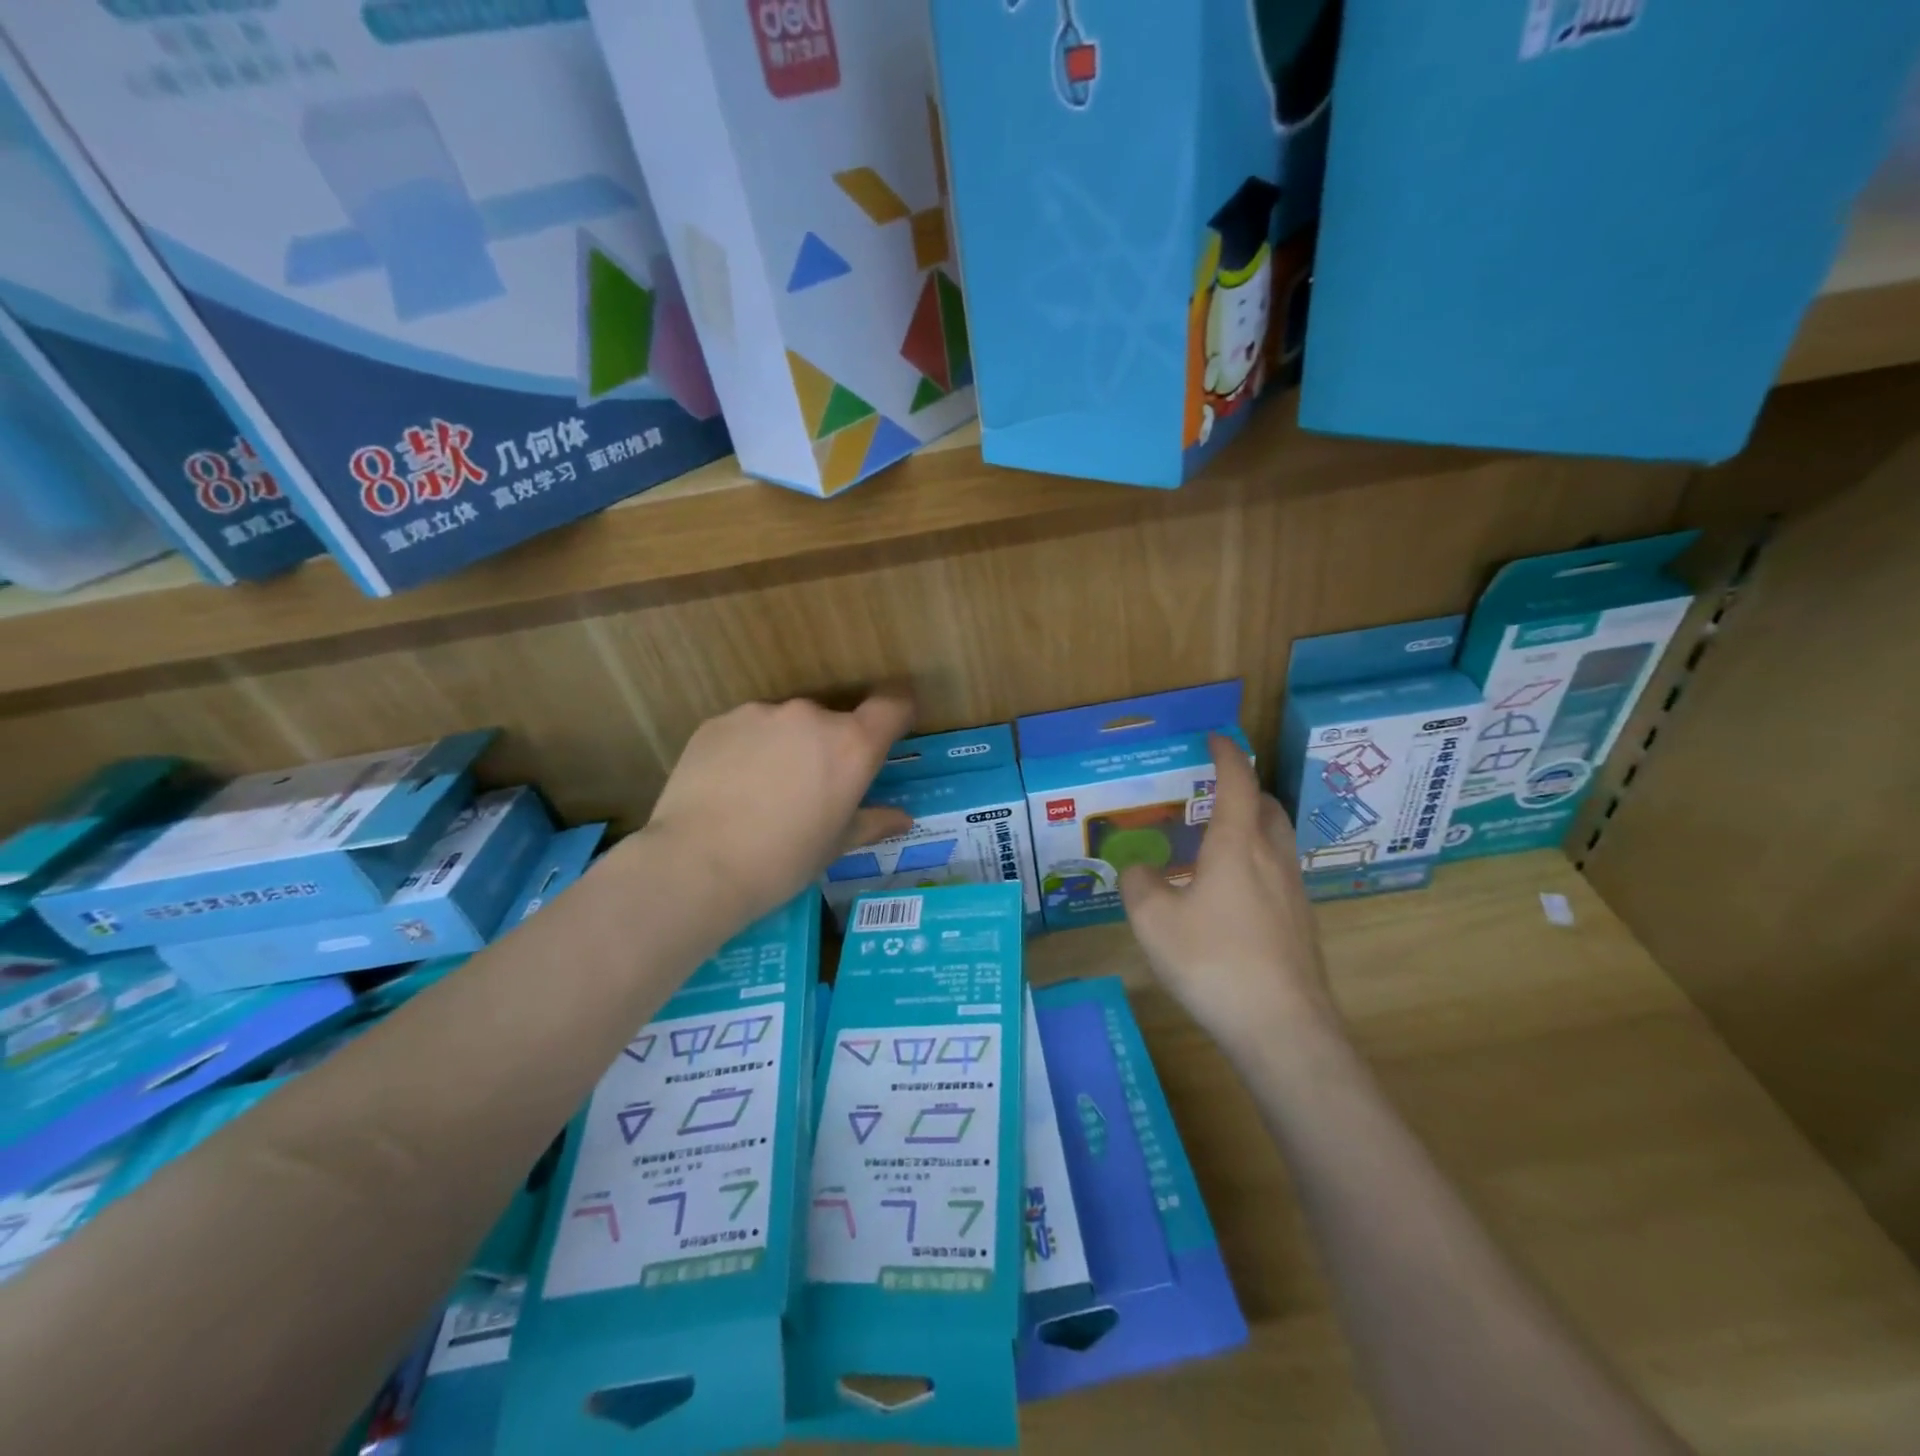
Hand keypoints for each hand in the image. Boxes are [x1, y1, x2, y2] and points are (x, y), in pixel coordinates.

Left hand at [645, 690, 915, 925]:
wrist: (696, 864)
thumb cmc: (782, 861)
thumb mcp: (835, 846)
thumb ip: (872, 822)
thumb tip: (902, 819)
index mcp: (852, 745)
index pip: (892, 704)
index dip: (896, 713)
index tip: (889, 733)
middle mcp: (811, 716)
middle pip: (834, 719)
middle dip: (828, 747)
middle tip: (810, 789)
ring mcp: (761, 713)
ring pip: (786, 724)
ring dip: (786, 746)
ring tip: (762, 791)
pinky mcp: (719, 721)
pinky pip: (746, 730)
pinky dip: (747, 750)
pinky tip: (729, 788)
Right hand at [1119, 733, 1334, 1057]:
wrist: (1283, 1028)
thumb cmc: (1213, 961)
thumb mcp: (1153, 920)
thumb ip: (1139, 884)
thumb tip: (1141, 870)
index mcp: (1237, 844)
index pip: (1237, 782)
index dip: (1226, 754)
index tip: (1215, 738)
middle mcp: (1272, 857)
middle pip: (1268, 807)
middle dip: (1245, 790)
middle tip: (1214, 796)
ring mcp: (1294, 892)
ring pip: (1277, 841)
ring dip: (1253, 828)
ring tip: (1218, 846)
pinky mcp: (1301, 924)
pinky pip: (1279, 874)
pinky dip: (1257, 864)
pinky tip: (1232, 897)